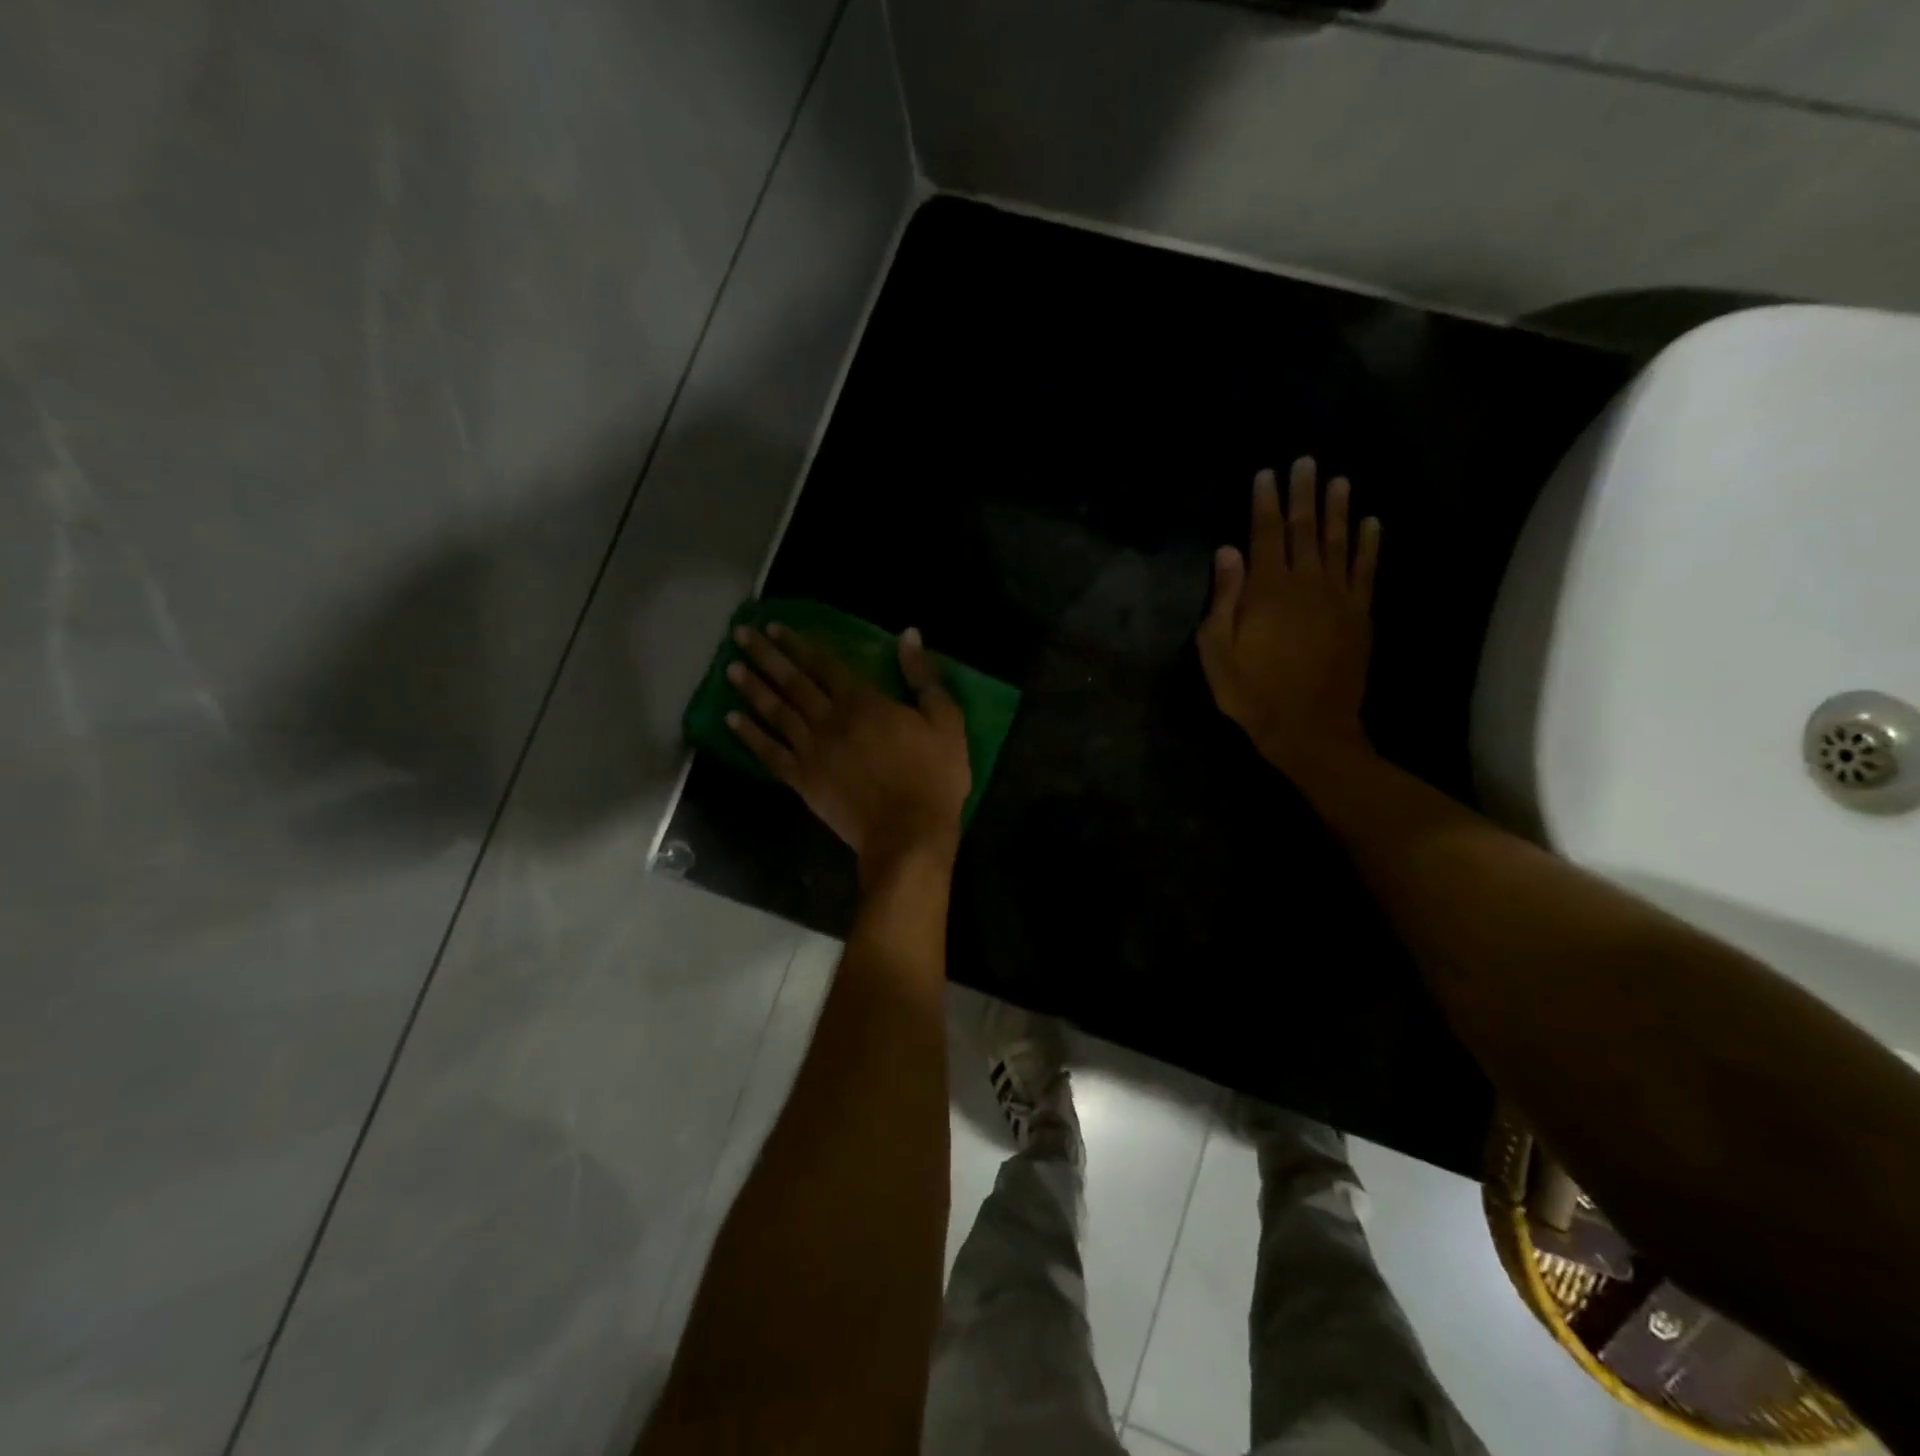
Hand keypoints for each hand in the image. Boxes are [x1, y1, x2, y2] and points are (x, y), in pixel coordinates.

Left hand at [725, 622, 971, 878]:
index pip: (824, 665)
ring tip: (731, 668)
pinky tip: (731, 720)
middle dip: (767, 656)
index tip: (775, 627)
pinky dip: (750, 735)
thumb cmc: (933, 778)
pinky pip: (770, 753)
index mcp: (864, 702)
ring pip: (776, 712)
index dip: (799, 644)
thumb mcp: (946, 722)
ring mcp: (812, 751)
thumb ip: (924, 678)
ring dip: (753, 688)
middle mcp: (830, 720)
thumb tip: (908, 635)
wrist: (908, 835)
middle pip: (793, 682)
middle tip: (740, 635)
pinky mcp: (803, 781)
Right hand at [1198, 457, 1381, 775]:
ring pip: (1339, 542)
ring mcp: (1338, 598)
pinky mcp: (1359, 615)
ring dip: (1339, 509)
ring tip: (1339, 480)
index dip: (1264, 502)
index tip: (1266, 473)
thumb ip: (1223, 599)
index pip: (1265, 534)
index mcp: (1267, 590)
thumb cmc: (1252, 692)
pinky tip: (1373, 523)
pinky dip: (1370, 545)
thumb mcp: (1217, 651)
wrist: (1309, 727)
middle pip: (1305, 529)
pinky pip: (1366, 571)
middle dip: (1304, 494)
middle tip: (1306, 461)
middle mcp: (1306, 583)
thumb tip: (1227, 551)